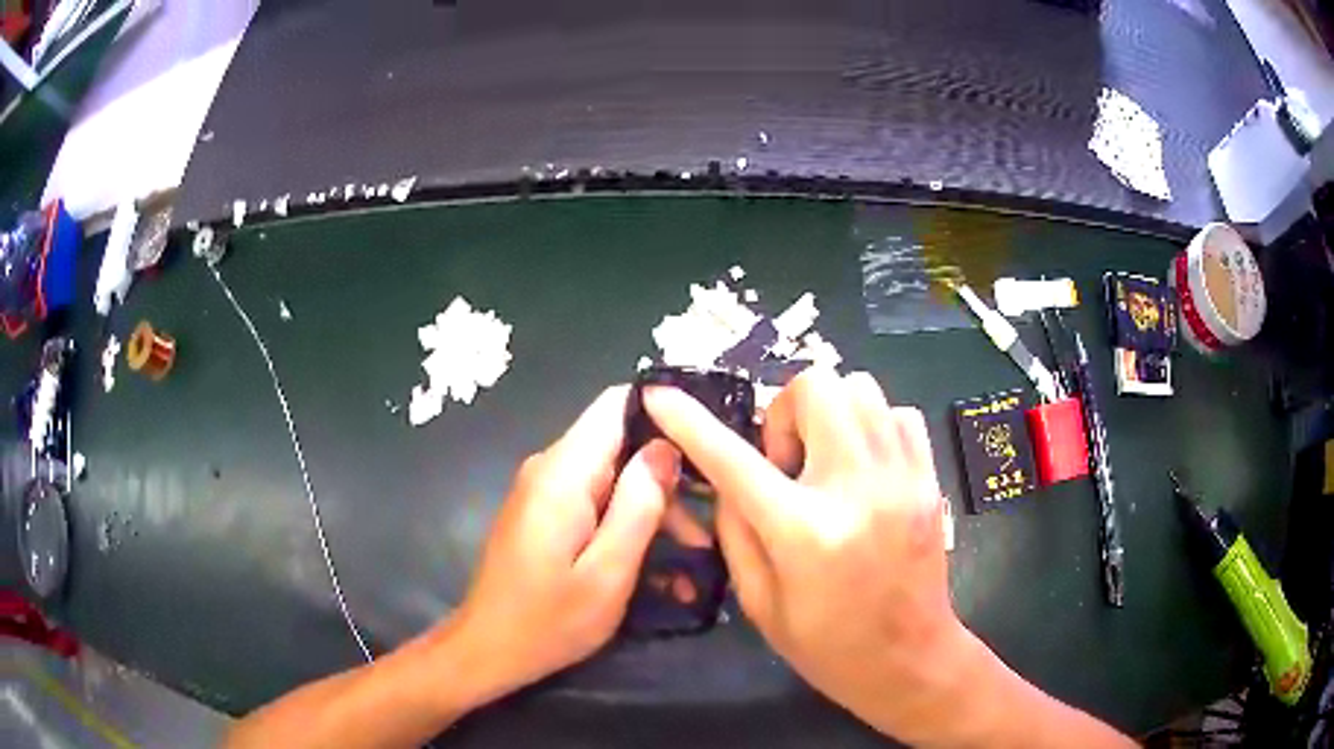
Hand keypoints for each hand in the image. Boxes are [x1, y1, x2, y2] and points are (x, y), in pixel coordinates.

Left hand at [453, 386, 676, 700]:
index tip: (705, 447)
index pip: (616, 403)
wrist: (489, 649)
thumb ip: (639, 505)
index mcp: (562, 473)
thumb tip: (666, 446)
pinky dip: (625, 522)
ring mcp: (542, 491)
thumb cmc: (548, 620)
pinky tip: (651, 562)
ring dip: (650, 508)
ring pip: (611, 475)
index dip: (665, 415)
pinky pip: (593, 499)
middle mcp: (548, 468)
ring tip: (689, 557)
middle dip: (665, 480)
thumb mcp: (608, 572)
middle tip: (702, 531)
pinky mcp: (543, 513)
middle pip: (619, 444)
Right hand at [644, 368, 967, 742]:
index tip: (660, 395)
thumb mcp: (759, 603)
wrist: (910, 659)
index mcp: (803, 531)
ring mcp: (902, 477)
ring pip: (861, 387)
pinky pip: (898, 414)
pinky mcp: (929, 478)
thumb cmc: (827, 646)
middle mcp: (857, 490)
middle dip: (786, 411)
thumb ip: (735, 531)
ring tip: (823, 462)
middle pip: (817, 386)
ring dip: (829, 413)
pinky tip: (862, 467)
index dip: (688, 420)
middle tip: (785, 461)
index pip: (732, 458)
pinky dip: (871, 426)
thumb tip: (727, 477)